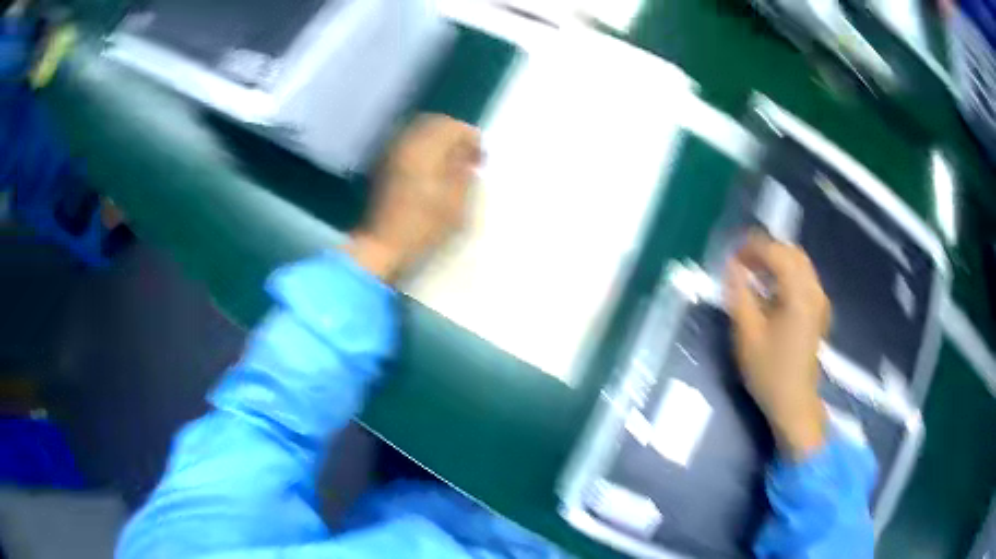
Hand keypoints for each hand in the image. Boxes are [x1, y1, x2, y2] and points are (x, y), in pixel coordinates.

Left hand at [345, 114, 481, 283]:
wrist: (383, 245)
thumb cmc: (423, 226)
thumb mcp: (455, 203)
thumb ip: (465, 175)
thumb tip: (468, 162)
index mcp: (424, 149)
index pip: (452, 127)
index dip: (471, 138)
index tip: (482, 157)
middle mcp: (406, 144)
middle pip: (434, 123)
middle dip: (454, 134)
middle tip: (469, 154)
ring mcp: (392, 153)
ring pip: (420, 132)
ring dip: (439, 141)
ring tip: (453, 162)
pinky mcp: (385, 166)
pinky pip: (409, 145)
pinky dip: (425, 149)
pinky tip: (434, 169)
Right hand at [724, 233, 830, 460]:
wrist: (795, 404)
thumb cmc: (769, 372)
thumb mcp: (747, 335)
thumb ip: (739, 295)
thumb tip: (732, 266)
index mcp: (799, 294)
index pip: (777, 253)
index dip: (753, 248)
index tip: (732, 256)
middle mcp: (814, 291)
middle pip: (792, 253)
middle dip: (766, 250)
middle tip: (742, 261)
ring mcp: (820, 301)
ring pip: (800, 264)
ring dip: (777, 261)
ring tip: (754, 272)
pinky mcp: (819, 312)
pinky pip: (804, 279)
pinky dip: (787, 274)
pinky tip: (772, 289)